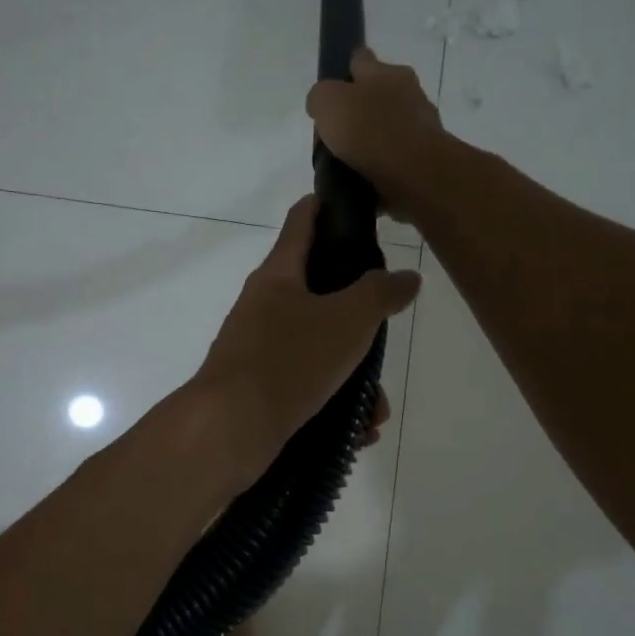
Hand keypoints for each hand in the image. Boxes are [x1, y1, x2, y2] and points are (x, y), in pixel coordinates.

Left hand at [193, 196, 420, 480]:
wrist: (228, 429)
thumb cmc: (289, 360)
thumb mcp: (347, 320)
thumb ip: (380, 293)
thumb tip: (406, 277)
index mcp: (278, 274)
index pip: (303, 220)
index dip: (330, 205)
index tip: (361, 207)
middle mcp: (263, 306)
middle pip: (318, 291)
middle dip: (358, 315)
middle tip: (385, 331)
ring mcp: (257, 348)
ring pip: (318, 348)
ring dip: (353, 375)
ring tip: (376, 408)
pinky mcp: (258, 388)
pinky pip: (306, 386)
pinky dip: (334, 404)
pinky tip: (358, 430)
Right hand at [305, 48, 445, 221]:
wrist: (414, 173)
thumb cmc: (368, 130)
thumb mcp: (327, 102)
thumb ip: (320, 97)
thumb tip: (322, 105)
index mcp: (385, 72)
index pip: (361, 59)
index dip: (344, 70)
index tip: (331, 89)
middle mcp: (408, 92)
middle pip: (377, 95)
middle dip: (359, 110)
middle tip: (335, 133)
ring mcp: (420, 126)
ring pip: (388, 128)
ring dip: (371, 141)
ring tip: (346, 163)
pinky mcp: (424, 158)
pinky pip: (395, 157)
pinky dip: (382, 166)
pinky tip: (364, 179)